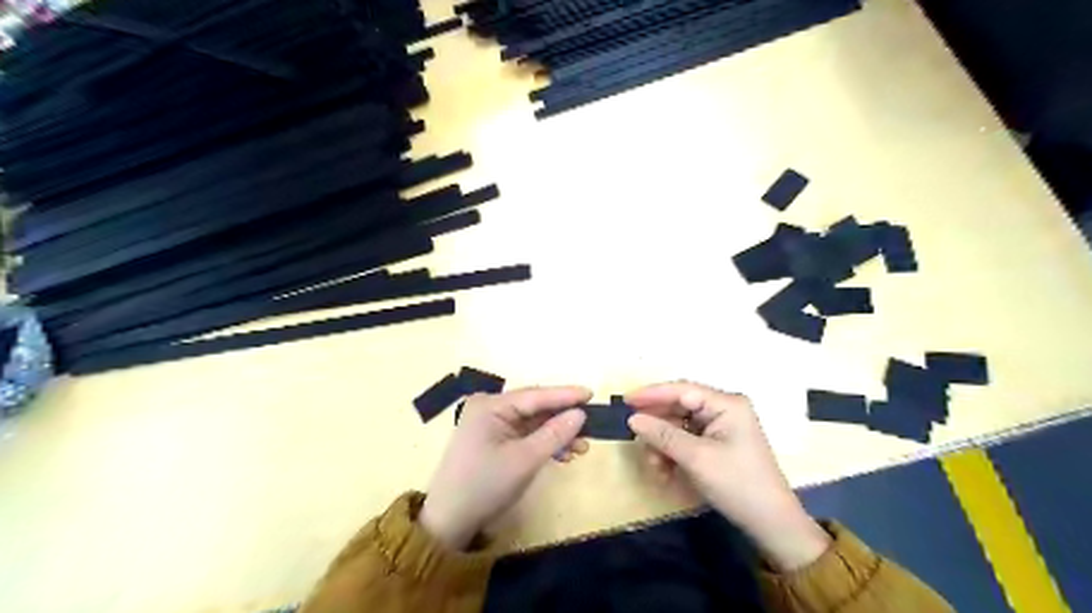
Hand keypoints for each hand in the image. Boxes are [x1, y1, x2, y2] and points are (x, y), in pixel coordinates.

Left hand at [420, 385, 593, 548]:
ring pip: (533, 422)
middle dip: (563, 417)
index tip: (592, 393)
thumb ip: (555, 434)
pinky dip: (544, 443)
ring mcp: (490, 424)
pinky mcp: (493, 440)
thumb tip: (580, 414)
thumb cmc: (485, 486)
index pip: (535, 395)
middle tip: (592, 423)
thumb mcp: (525, 460)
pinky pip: (525, 435)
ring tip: (582, 446)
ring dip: (556, 433)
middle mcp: (490, 408)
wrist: (449, 522)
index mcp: (491, 406)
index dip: (565, 395)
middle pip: (535, 407)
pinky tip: (564, 454)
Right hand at [627, 381, 833, 572]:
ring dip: (663, 444)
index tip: (625, 402)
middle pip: (679, 408)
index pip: (682, 390)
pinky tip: (665, 471)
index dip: (652, 394)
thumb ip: (663, 435)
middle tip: (635, 438)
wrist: (771, 524)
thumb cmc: (737, 484)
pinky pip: (686, 441)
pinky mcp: (717, 445)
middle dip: (657, 426)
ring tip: (655, 466)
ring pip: (679, 426)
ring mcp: (720, 428)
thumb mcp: (697, 458)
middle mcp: (723, 409)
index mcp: (726, 404)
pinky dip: (673, 454)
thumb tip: (633, 419)